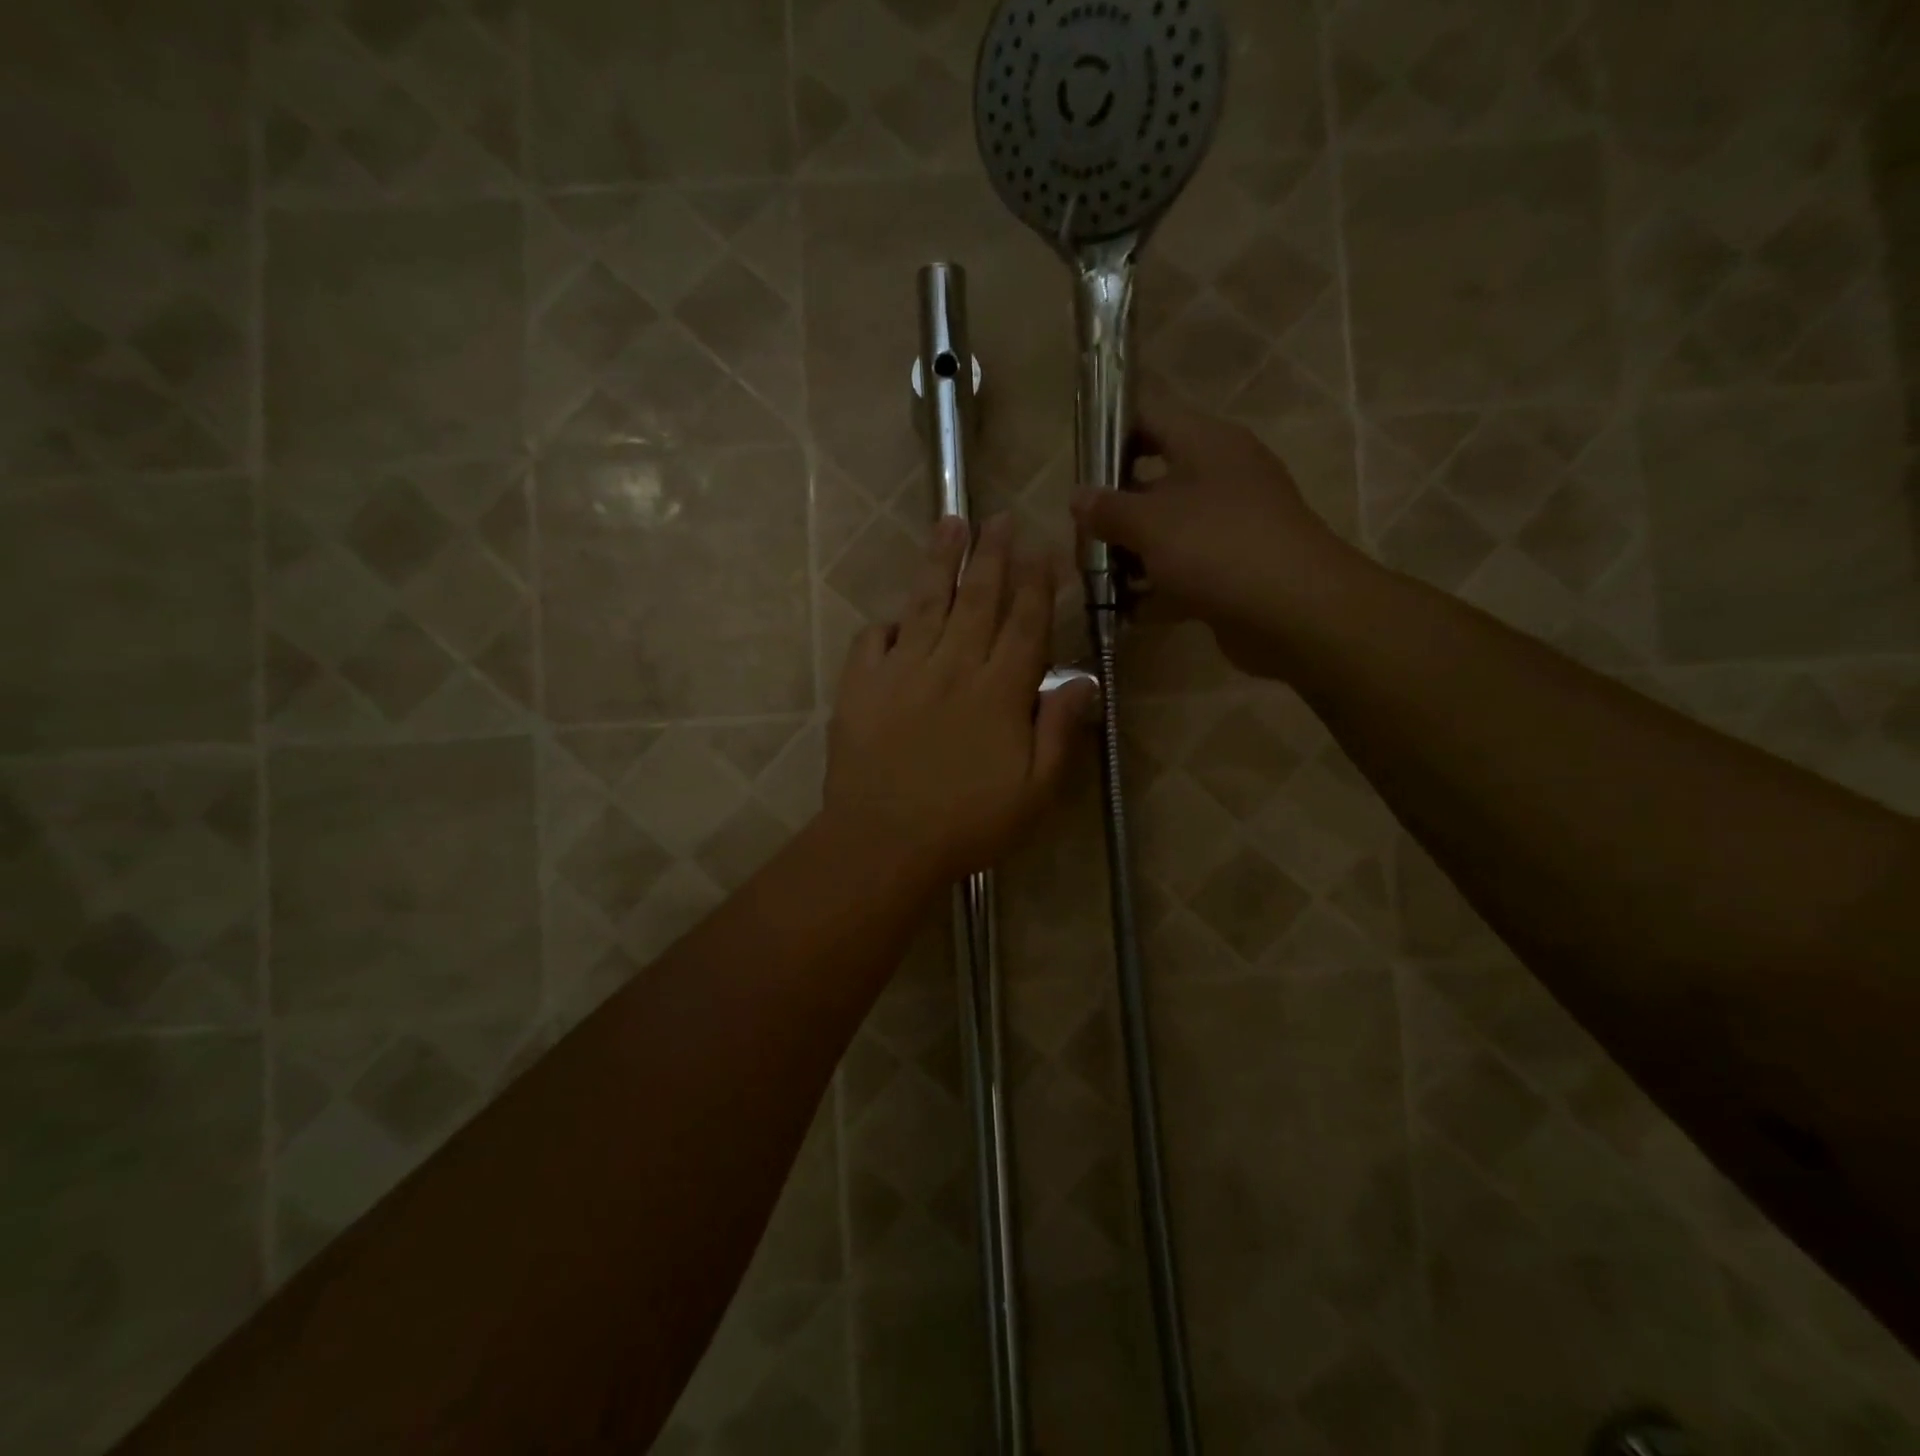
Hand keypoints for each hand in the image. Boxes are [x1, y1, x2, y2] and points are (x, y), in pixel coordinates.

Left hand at [824, 515, 1095, 882]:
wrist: (883, 841)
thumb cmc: (968, 823)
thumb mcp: (1035, 792)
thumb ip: (1059, 731)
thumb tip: (1082, 680)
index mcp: (998, 691)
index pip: (1025, 624)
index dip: (1037, 583)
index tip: (1045, 549)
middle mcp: (952, 667)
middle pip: (978, 600)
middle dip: (993, 556)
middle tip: (1000, 519)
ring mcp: (901, 671)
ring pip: (926, 604)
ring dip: (941, 563)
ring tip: (950, 524)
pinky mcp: (860, 686)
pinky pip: (871, 640)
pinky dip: (885, 623)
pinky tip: (894, 614)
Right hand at [1071, 394, 1360, 677]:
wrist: (1293, 611)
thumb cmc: (1217, 547)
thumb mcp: (1151, 522)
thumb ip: (1108, 508)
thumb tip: (1078, 496)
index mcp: (1206, 444)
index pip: (1149, 418)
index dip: (1110, 432)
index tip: (1077, 463)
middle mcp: (1220, 477)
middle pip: (1153, 481)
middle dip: (1113, 509)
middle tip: (1079, 536)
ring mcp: (1229, 527)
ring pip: (1166, 532)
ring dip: (1129, 554)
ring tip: (1093, 578)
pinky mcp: (1232, 570)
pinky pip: (1182, 572)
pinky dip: (1155, 589)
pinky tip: (1124, 610)